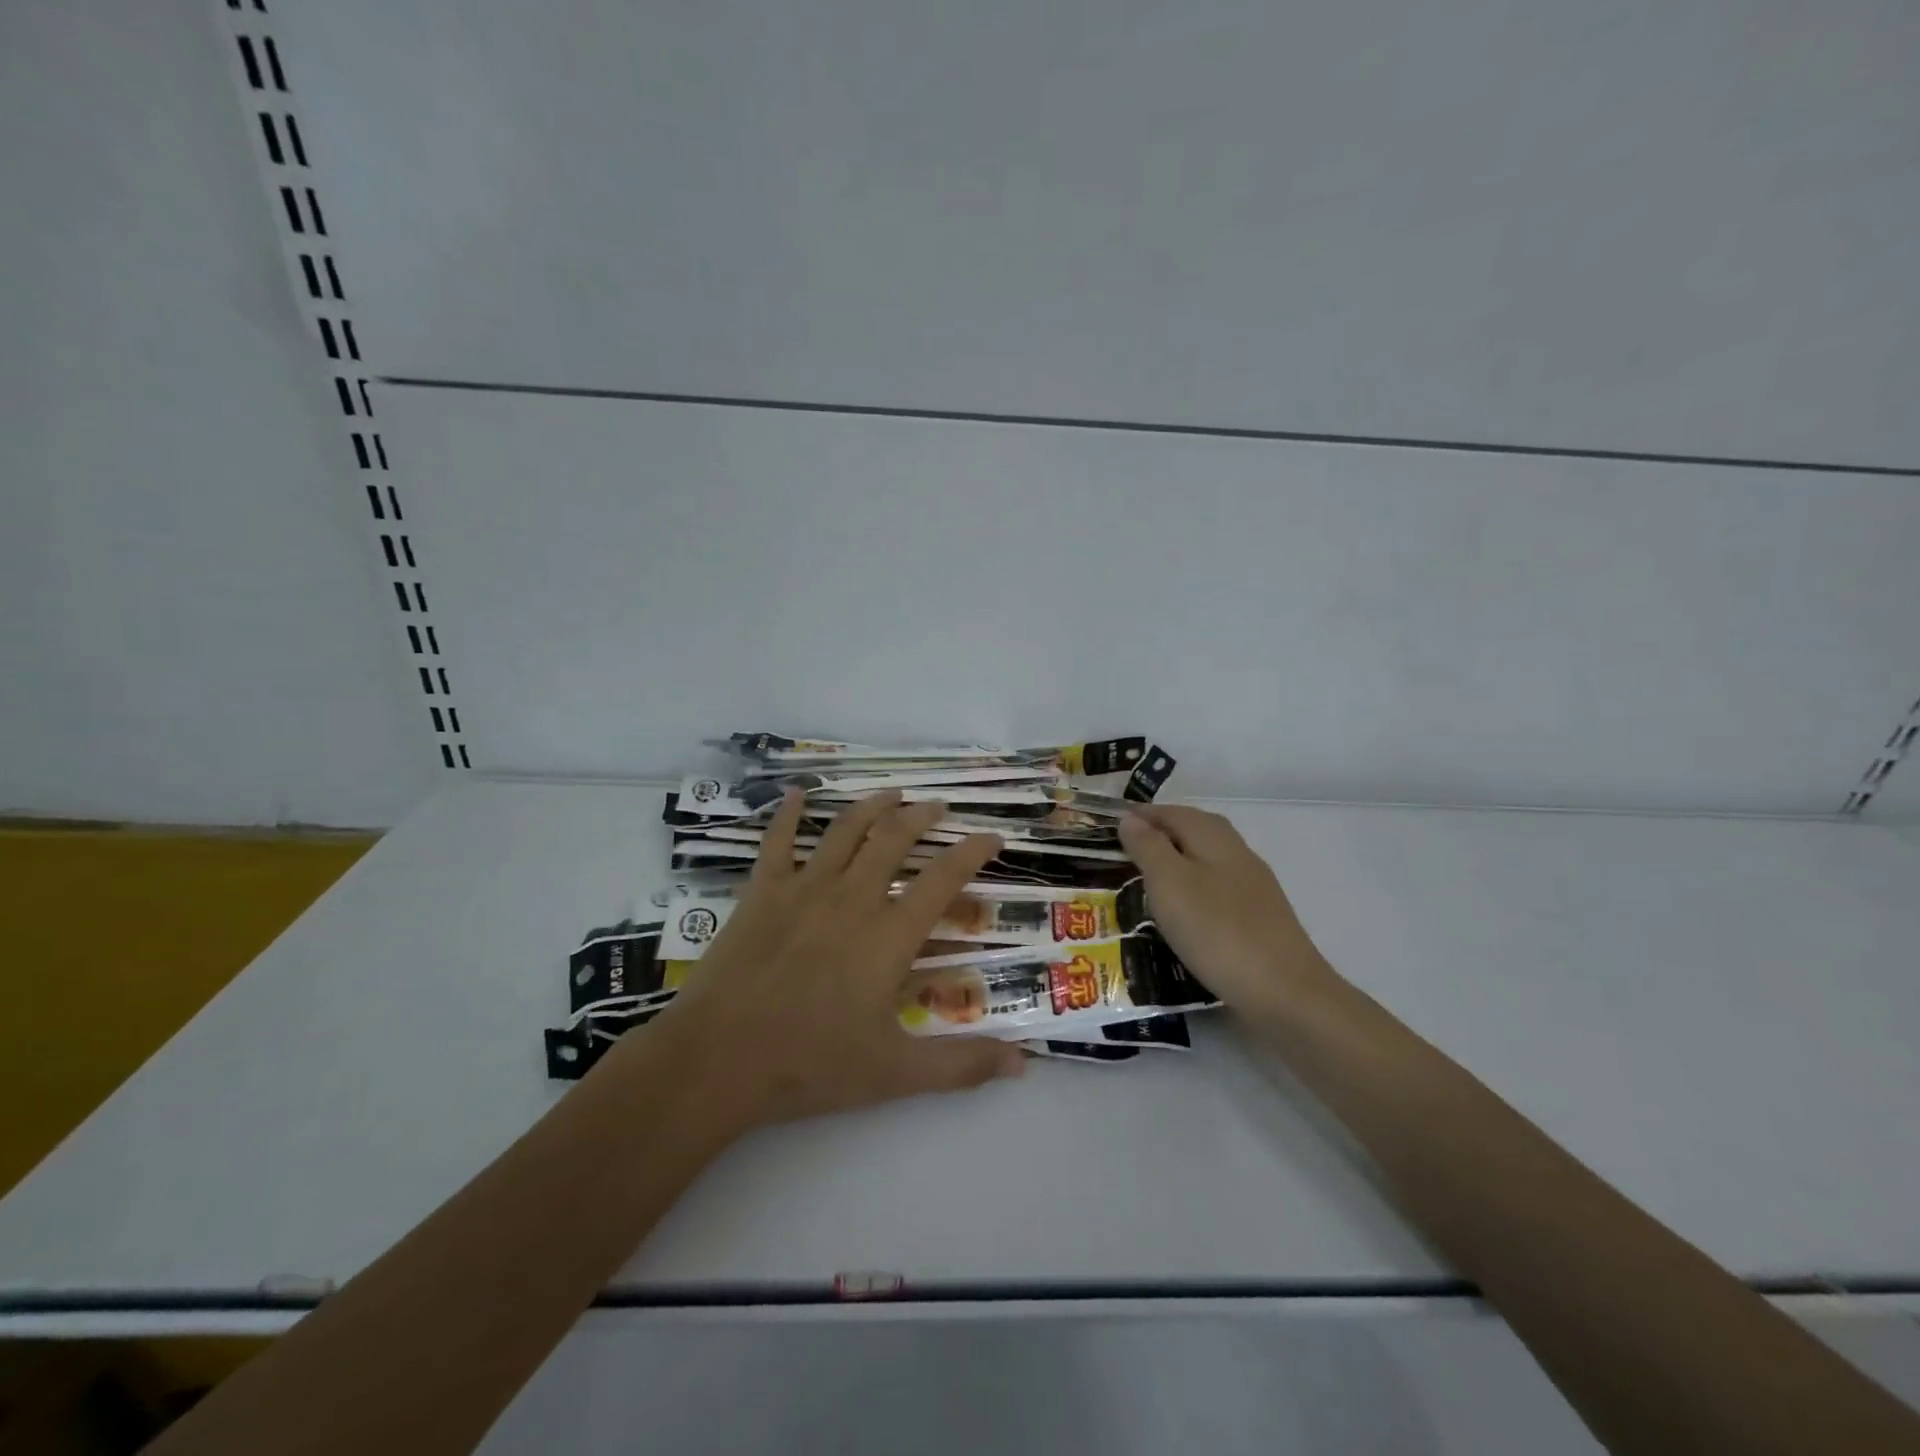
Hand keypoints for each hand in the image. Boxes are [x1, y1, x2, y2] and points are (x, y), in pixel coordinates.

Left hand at [636, 789, 1025, 1134]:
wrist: (718, 1060)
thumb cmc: (811, 1065)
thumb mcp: (896, 1073)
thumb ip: (962, 1066)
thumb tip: (1025, 1065)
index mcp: (890, 935)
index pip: (943, 878)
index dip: (972, 852)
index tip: (991, 836)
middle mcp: (853, 898)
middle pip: (895, 838)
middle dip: (922, 816)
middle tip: (938, 807)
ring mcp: (804, 889)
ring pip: (846, 830)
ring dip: (873, 806)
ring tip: (892, 794)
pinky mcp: (762, 892)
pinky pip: (778, 841)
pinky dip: (789, 814)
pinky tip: (797, 793)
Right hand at [1118, 805, 1335, 1021]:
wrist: (1285, 993)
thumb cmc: (1217, 931)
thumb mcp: (1169, 883)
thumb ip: (1149, 847)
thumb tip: (1130, 818)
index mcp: (1215, 838)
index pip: (1174, 812)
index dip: (1143, 815)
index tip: (1112, 824)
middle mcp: (1238, 853)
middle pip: (1196, 830)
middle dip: (1163, 832)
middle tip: (1129, 847)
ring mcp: (1254, 887)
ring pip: (1209, 859)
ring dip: (1179, 860)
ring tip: (1150, 879)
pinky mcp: (1260, 918)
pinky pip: (1218, 888)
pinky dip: (1195, 888)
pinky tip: (1185, 912)